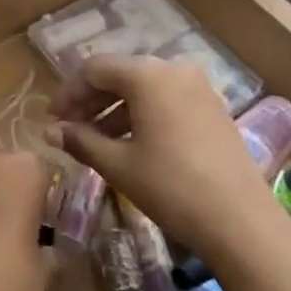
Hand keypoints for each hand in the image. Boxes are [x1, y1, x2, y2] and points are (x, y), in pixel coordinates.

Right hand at [51, 55, 281, 263]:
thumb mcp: (118, 165)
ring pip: (144, 88)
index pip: (94, 69)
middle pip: (120, 74)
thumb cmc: (171, 187)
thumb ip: (81, 140)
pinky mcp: (212, 108)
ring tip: (95, 140)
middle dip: (91, 100)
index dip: (68, 92)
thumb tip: (50, 132)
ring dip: (115, 109)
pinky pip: (166, 99)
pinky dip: (142, 115)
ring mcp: (198, 87)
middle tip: (69, 128)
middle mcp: (173, 69)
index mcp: (147, 75)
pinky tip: (130, 143)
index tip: (52, 119)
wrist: (240, 221)